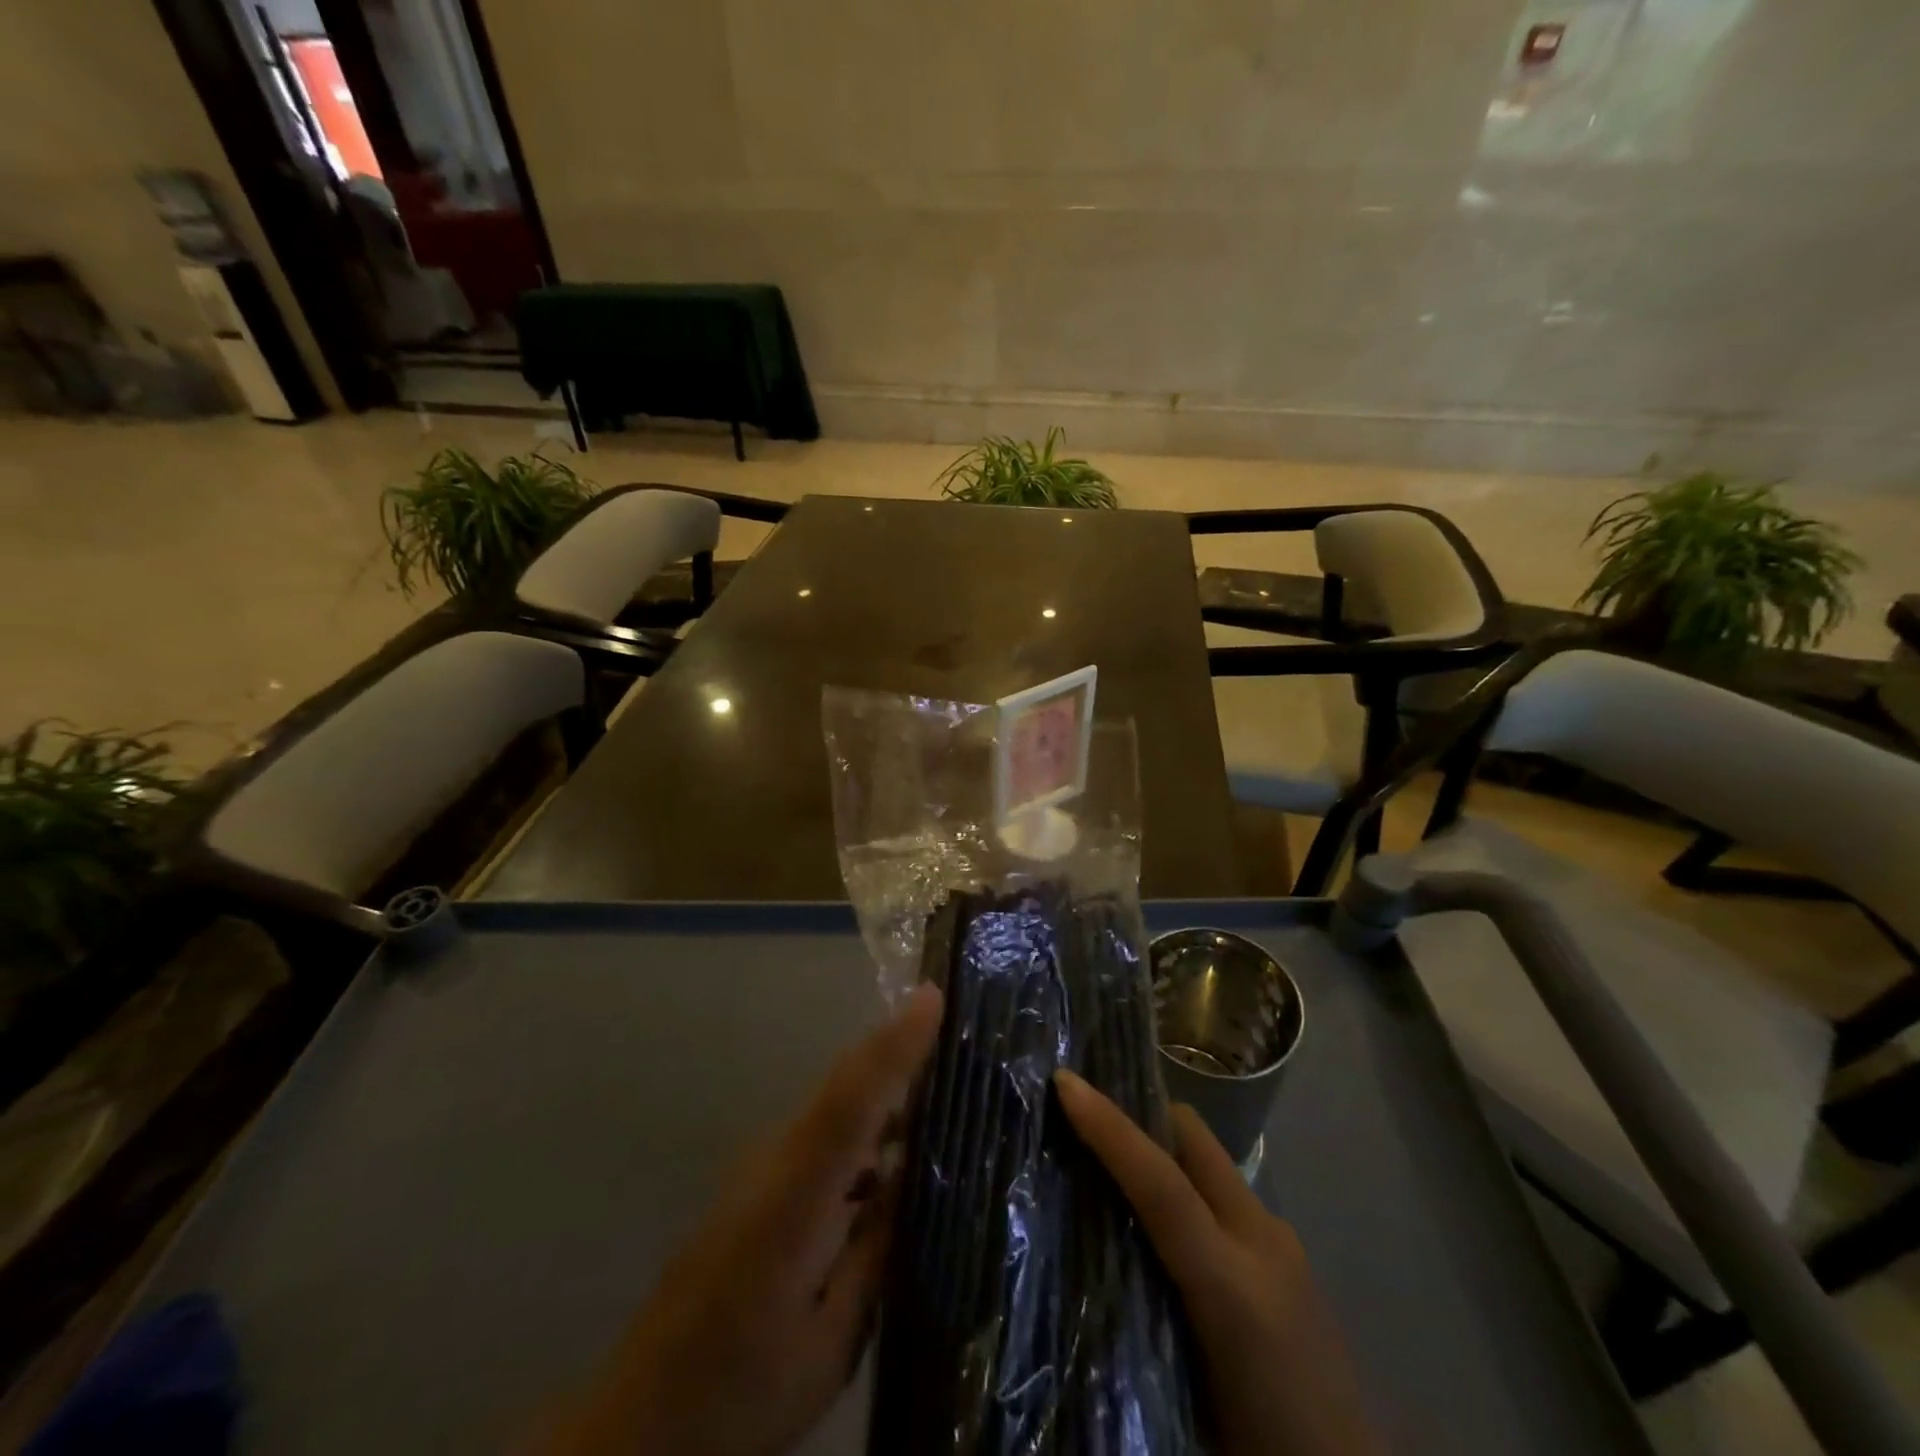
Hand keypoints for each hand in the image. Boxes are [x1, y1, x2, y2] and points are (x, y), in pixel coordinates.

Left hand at [544, 985, 943, 1455]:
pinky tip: (892, 1160)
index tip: (932, 997)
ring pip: (831, 1107)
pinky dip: (860, 1129)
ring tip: (942, 1095)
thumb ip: (873, 1252)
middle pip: (842, 1086)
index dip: (894, 1046)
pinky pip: (819, 1135)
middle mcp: (771, 1164)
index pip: (850, 1102)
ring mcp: (756, 1169)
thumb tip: (908, 1177)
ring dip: (882, 1092)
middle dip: (897, 1050)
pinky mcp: (752, 1184)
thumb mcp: (828, 1344)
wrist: (638, 1424)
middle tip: (958, 1036)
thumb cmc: (741, 1392)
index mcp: (792, 1203)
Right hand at [1054, 1069, 1374, 1455]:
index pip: (1162, 1185)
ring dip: (1162, 1149)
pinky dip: (1188, 1184)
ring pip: (1208, 1160)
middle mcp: (1263, 1243)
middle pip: (1194, 1139)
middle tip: (1085, 1119)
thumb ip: (1133, 1314)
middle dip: (1139, 1114)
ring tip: (1114, 1169)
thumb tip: (1078, 1253)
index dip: (1110, 1128)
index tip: (1066, 1082)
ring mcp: (1283, 1241)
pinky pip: (1224, 1193)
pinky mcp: (1290, 1252)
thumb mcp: (1180, 1399)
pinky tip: (1164, 1224)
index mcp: (1232, 1288)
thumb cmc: (1259, 1446)